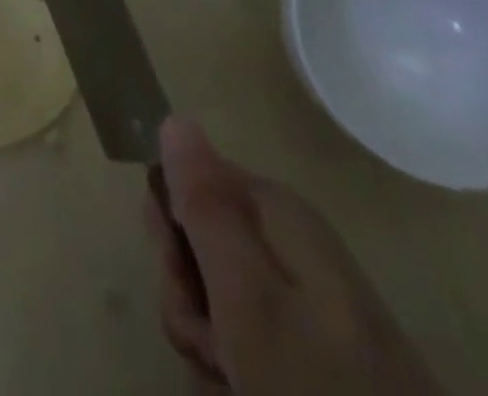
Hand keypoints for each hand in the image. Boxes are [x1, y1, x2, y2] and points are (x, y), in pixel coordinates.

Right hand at [144, 117, 441, 395]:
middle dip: (189, 295)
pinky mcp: (318, 349)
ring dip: (207, 339)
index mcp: (279, 212)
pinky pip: (245, 338)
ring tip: (233, 379)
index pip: (187, 183)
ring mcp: (307, 299)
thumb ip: (206, 204)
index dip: (170, 230)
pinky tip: (244, 389)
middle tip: (213, 342)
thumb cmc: (316, 383)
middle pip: (199, 243)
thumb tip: (176, 119)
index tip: (181, 279)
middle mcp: (291, 242)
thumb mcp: (248, 294)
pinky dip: (235, 368)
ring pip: (215, 297)